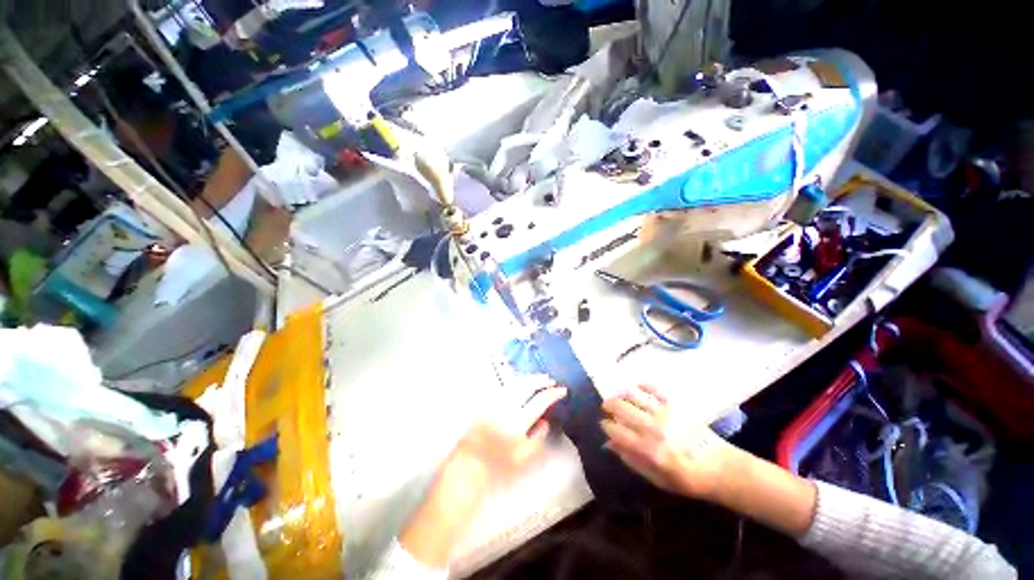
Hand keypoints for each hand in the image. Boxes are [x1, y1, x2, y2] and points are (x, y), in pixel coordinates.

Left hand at [452, 386, 566, 485]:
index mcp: (518, 421)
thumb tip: (545, 421)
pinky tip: (521, 381)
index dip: (553, 394)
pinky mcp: (487, 400)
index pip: (540, 401)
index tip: (562, 390)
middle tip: (551, 380)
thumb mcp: (525, 456)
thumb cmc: (500, 462)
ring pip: (515, 382)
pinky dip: (516, 381)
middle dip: (541, 380)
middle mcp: (507, 406)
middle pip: (527, 386)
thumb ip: (538, 437)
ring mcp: (495, 401)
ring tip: (539, 378)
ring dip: (529, 378)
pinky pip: (504, 385)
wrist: (471, 461)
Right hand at [601, 385, 740, 500]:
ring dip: (620, 394)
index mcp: (647, 450)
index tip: (604, 425)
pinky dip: (642, 384)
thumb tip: (609, 444)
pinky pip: (654, 388)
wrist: (719, 467)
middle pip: (621, 408)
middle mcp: (652, 428)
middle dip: (609, 406)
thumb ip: (631, 460)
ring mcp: (664, 414)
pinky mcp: (675, 405)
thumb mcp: (656, 478)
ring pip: (633, 396)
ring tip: (616, 396)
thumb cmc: (686, 478)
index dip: (606, 426)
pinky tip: (635, 385)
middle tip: (607, 408)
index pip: (616, 431)